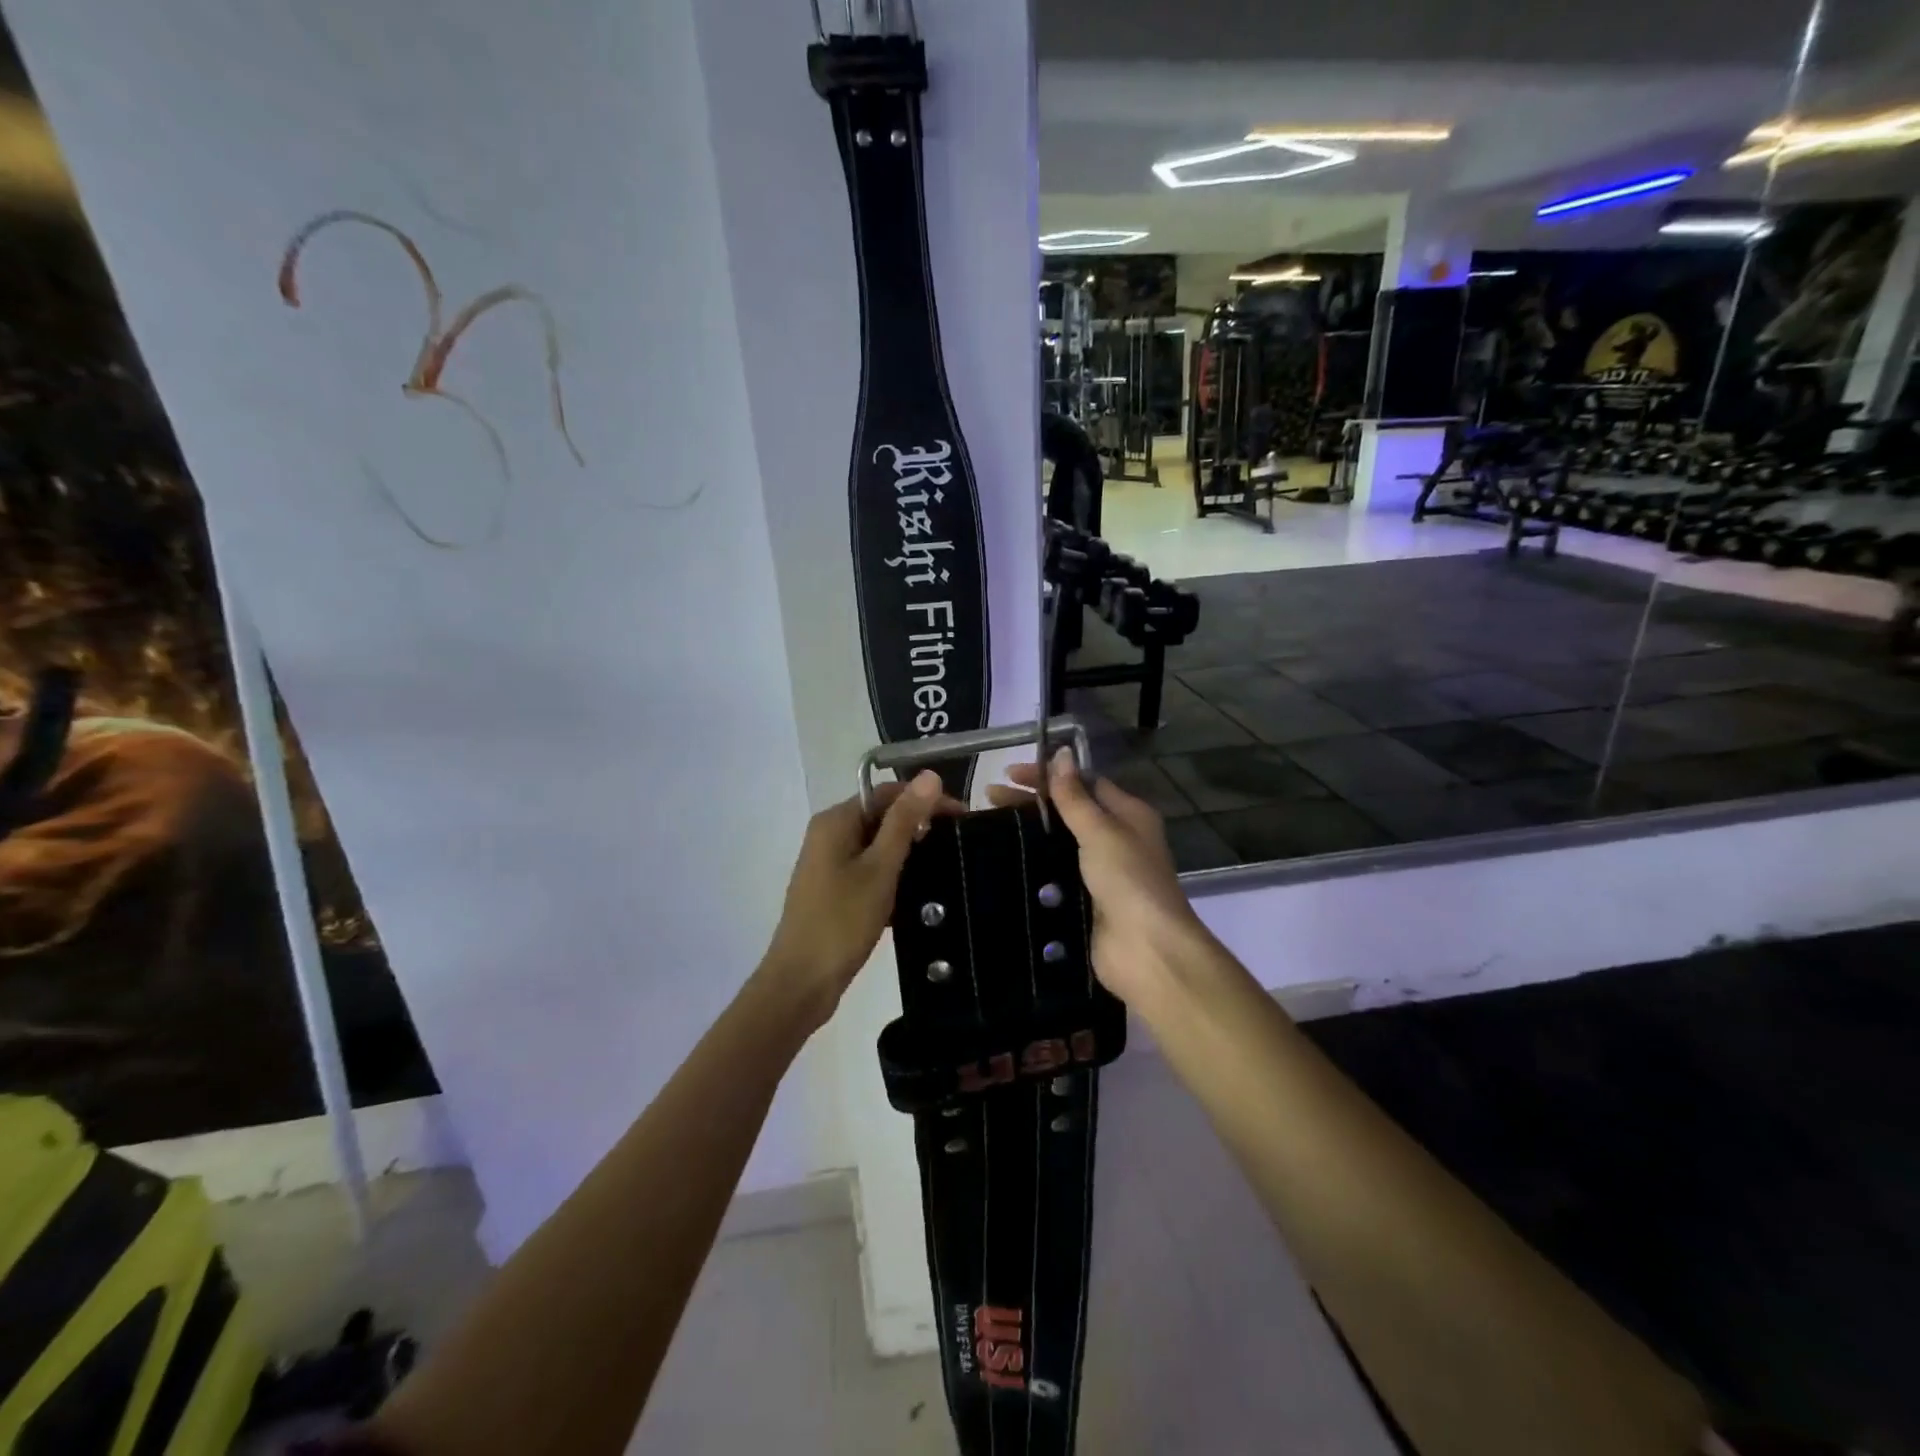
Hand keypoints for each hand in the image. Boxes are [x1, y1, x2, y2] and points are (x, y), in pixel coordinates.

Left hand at [762, 771, 961, 1027]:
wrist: (802, 983)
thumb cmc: (842, 921)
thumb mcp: (880, 868)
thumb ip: (904, 821)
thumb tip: (929, 776)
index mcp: (836, 821)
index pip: (887, 793)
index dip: (925, 800)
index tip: (962, 819)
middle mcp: (828, 834)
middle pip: (881, 816)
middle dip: (919, 827)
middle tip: (957, 845)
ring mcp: (828, 864)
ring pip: (877, 845)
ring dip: (907, 853)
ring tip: (944, 867)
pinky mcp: (833, 890)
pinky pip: (869, 869)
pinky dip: (892, 875)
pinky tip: (916, 894)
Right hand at [988, 752, 1212, 1007]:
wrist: (1144, 950)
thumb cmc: (1127, 879)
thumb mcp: (1100, 830)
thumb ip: (1075, 795)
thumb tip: (1060, 752)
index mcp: (1128, 815)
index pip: (1084, 783)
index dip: (1049, 775)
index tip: (1009, 773)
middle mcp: (1116, 839)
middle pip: (1068, 811)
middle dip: (1031, 801)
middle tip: (988, 797)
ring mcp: (1098, 872)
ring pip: (1057, 843)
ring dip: (1028, 832)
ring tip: (988, 825)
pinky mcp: (1082, 900)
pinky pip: (1053, 873)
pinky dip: (1031, 864)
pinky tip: (1001, 860)